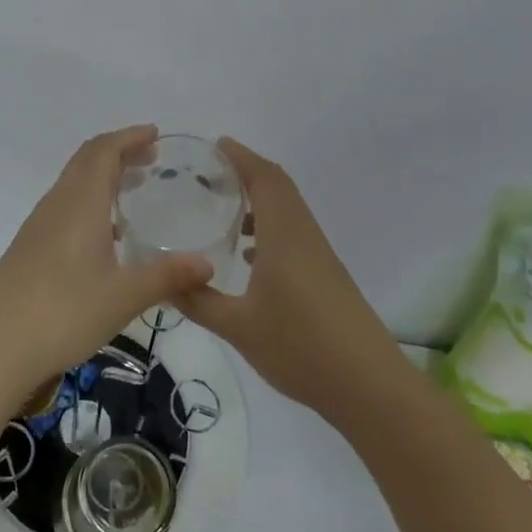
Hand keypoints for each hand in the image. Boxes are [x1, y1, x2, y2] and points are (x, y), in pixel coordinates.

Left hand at [0, 126, 212, 400]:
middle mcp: (57, 204)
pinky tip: (105, 234)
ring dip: (102, 176)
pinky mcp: (29, 247)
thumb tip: (208, 264)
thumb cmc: (63, 312)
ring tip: (134, 190)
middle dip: (119, 152)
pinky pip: (64, 206)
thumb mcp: (124, 296)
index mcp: (80, 203)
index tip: (156, 134)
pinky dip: (89, 201)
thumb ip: (167, 276)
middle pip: (86, 161)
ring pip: (73, 183)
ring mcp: (39, 226)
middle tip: (152, 159)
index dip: (129, 137)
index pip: (103, 151)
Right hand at [177, 138, 403, 420]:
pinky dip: (271, 228)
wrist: (368, 386)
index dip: (242, 157)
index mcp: (285, 236)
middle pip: (279, 188)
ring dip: (260, 201)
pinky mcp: (327, 276)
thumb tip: (163, 283)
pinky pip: (295, 234)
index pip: (266, 179)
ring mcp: (320, 257)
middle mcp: (305, 237)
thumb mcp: (238, 327)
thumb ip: (198, 301)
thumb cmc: (301, 347)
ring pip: (289, 212)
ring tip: (225, 210)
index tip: (216, 145)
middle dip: (248, 173)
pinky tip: (250, 256)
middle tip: (211, 173)